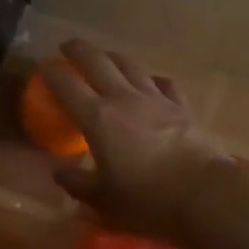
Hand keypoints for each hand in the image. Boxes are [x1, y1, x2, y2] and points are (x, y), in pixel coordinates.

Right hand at [43, 40, 234, 243]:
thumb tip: (59, 174)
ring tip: (105, 56)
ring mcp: (156, 99)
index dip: (53, 74)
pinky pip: (164, 84)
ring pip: (130, 66)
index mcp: (98, 119)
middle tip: (68, 46)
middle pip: (98, 62)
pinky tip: (152, 81)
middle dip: (79, 50)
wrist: (204, 195)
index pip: (68, 86)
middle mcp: (124, 99)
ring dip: (113, 57)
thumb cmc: (147, 201)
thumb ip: (79, 185)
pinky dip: (152, 79)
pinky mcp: (182, 107)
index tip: (44, 67)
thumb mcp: (105, 202)